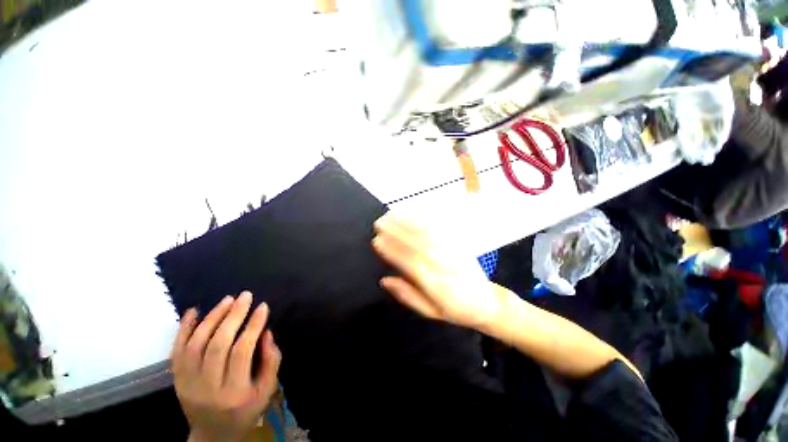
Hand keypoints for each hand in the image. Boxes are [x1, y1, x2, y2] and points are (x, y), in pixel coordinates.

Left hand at [171, 291, 281, 441]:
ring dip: (212, 317)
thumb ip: (271, 361)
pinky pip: (177, 350)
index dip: (253, 326)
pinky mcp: (176, 379)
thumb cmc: (245, 410)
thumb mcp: (267, 390)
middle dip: (233, 316)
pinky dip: (183, 329)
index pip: (242, 352)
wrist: (212, 434)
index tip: (263, 306)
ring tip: (227, 299)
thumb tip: (266, 332)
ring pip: (196, 344)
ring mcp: (187, 383)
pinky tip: (194, 311)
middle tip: (245, 296)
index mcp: (234, 392)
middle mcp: (207, 387)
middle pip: (218, 345)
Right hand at [372, 214, 504, 330]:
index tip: (377, 241)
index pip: (410, 263)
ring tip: (391, 214)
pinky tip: (414, 212)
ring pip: (427, 234)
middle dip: (396, 231)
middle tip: (379, 223)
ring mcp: (452, 252)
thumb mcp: (430, 312)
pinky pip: (440, 229)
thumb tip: (385, 280)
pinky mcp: (458, 244)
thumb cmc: (455, 310)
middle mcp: (444, 265)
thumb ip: (407, 296)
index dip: (393, 251)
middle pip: (417, 244)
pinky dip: (425, 219)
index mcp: (436, 285)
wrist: (487, 302)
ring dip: (408, 222)